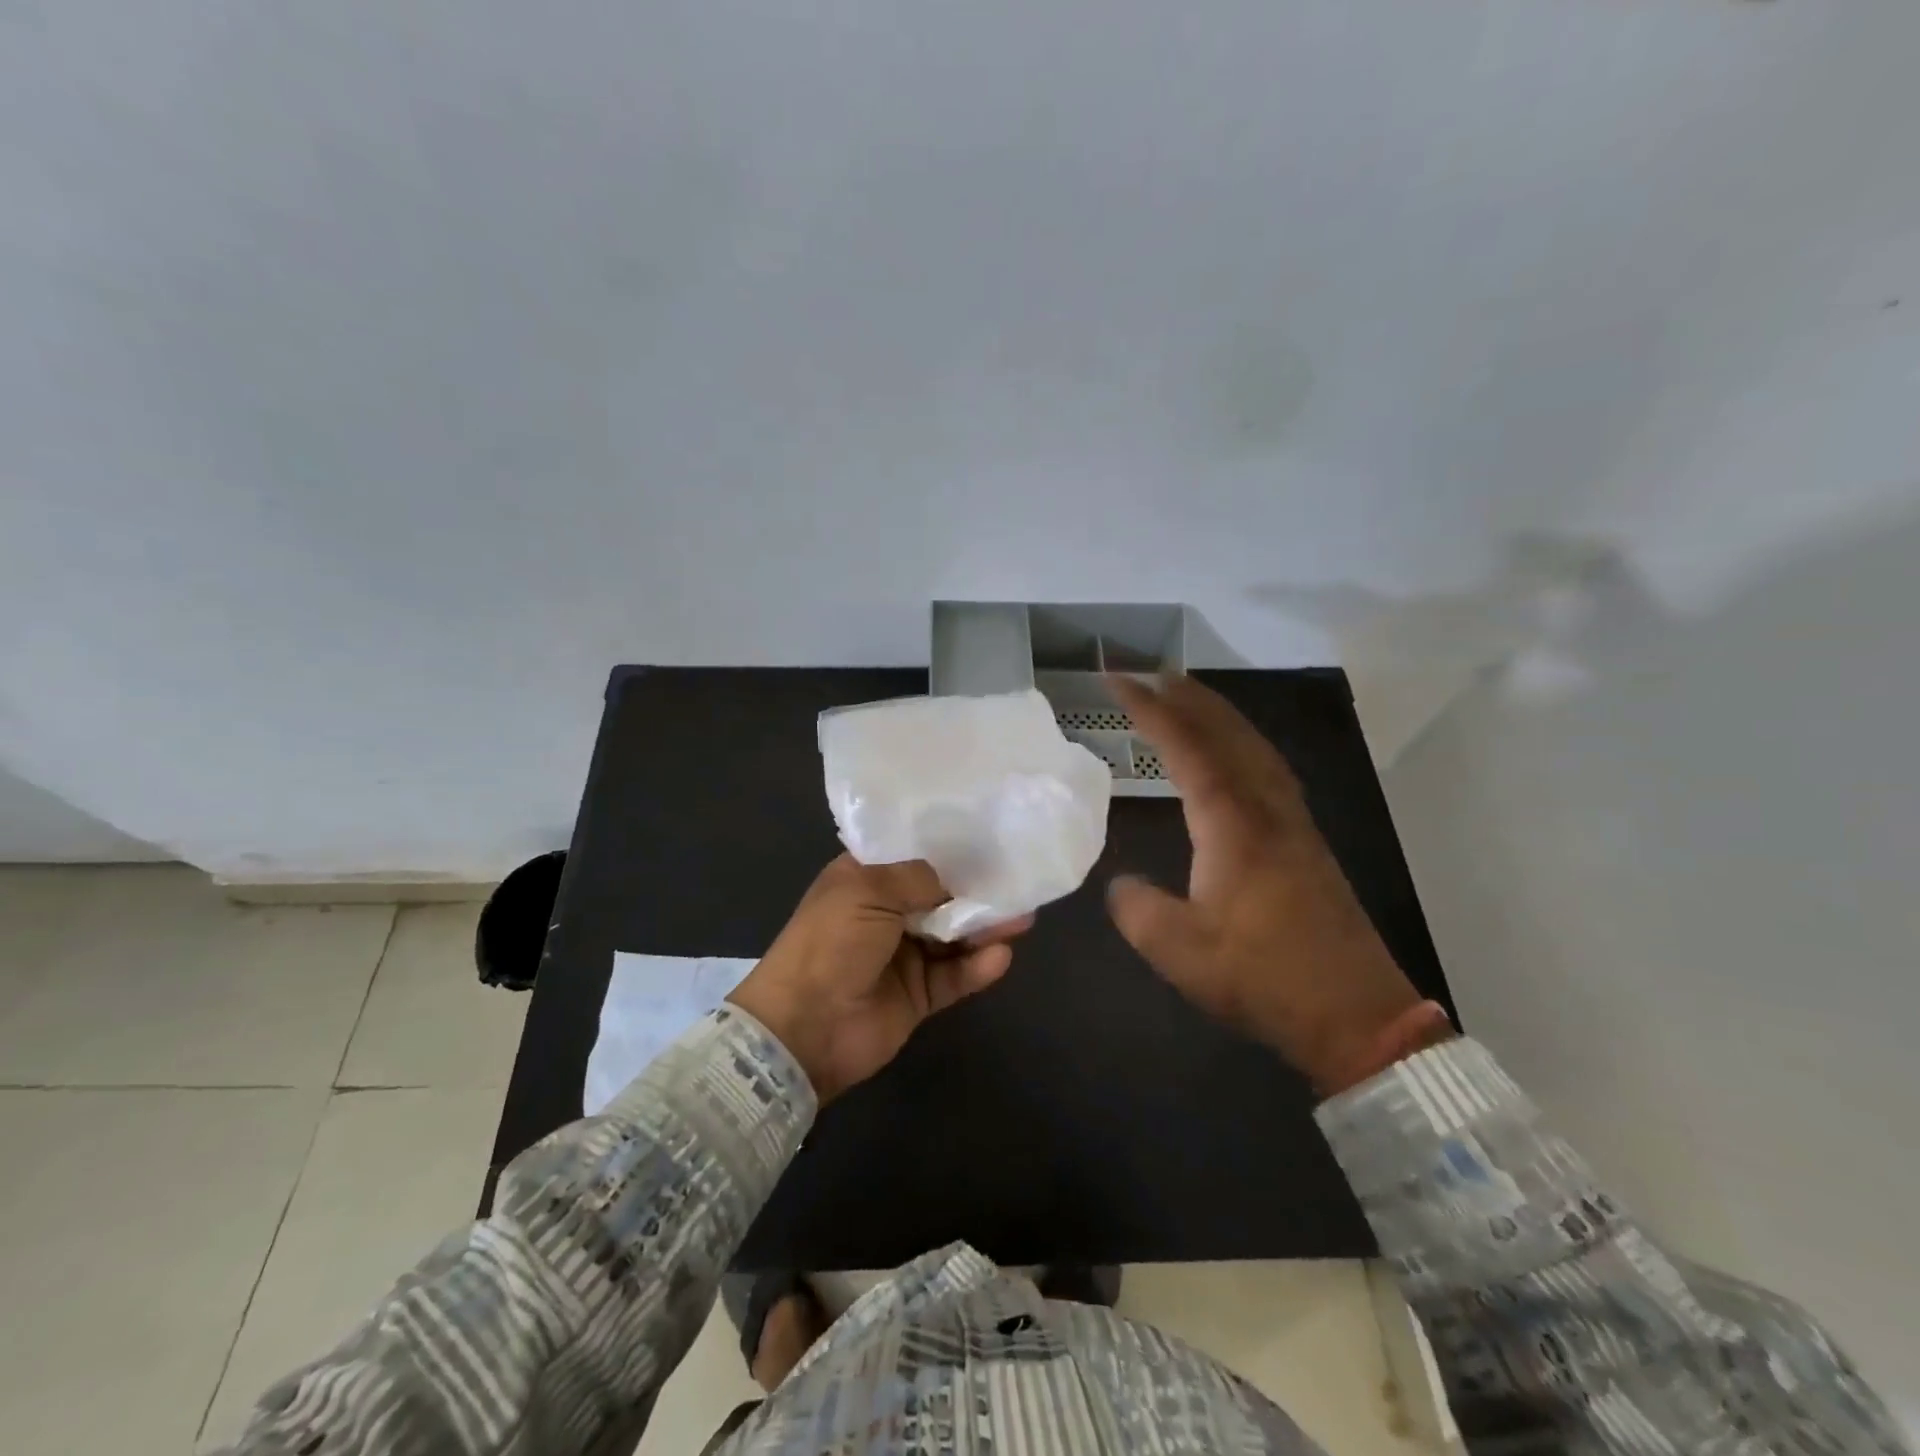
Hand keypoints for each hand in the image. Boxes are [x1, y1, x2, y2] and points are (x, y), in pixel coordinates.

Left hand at [727, 854, 1029, 1102]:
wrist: (805, 1027)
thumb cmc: (830, 943)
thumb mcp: (867, 891)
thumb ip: (918, 879)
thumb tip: (954, 879)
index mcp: (864, 880)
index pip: (911, 856)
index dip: (945, 849)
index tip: (986, 837)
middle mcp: (886, 913)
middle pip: (940, 896)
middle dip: (976, 889)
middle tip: (1017, 881)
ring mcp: (904, 955)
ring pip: (954, 936)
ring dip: (984, 927)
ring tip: (1022, 917)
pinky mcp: (919, 995)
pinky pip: (955, 976)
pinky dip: (977, 967)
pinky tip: (1000, 956)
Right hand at [1106, 675, 1429, 1092]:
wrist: (1356, 1015)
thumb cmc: (1263, 977)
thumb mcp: (1180, 951)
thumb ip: (1137, 909)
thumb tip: (1121, 884)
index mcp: (1233, 823)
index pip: (1187, 747)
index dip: (1150, 710)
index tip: (1117, 682)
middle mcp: (1267, 809)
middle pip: (1229, 732)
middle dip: (1188, 697)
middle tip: (1151, 674)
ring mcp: (1293, 823)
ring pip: (1255, 747)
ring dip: (1219, 715)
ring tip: (1187, 700)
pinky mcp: (1306, 843)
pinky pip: (1268, 769)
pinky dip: (1241, 744)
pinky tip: (1232, 757)